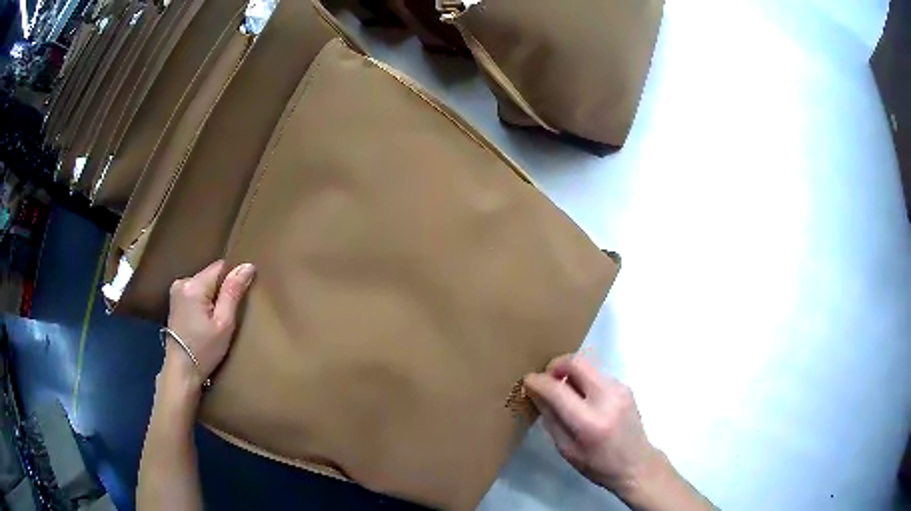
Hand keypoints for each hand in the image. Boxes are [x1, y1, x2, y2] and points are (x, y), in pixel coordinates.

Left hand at [164, 260, 255, 389]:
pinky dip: (203, 302)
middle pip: (211, 275)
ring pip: (204, 284)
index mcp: (193, 285)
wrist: (181, 371)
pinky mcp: (174, 301)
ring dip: (212, 297)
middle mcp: (182, 282)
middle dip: (221, 291)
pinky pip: (196, 292)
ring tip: (216, 320)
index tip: (238, 300)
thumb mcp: (224, 324)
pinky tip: (205, 321)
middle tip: (227, 316)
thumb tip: (247, 266)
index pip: (220, 267)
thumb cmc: (204, 350)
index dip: (232, 280)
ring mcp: (176, 291)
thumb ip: (233, 292)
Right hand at [524, 355, 662, 494]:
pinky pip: (598, 375)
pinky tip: (583, 399)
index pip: (557, 390)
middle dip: (556, 365)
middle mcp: (607, 399)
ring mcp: (620, 389)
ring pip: (588, 365)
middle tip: (547, 379)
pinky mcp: (626, 387)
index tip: (528, 381)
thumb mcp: (566, 449)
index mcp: (589, 422)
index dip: (538, 381)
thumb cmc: (598, 465)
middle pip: (577, 362)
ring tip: (565, 392)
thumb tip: (537, 393)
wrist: (637, 464)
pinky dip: (585, 380)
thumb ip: (551, 419)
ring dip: (571, 373)